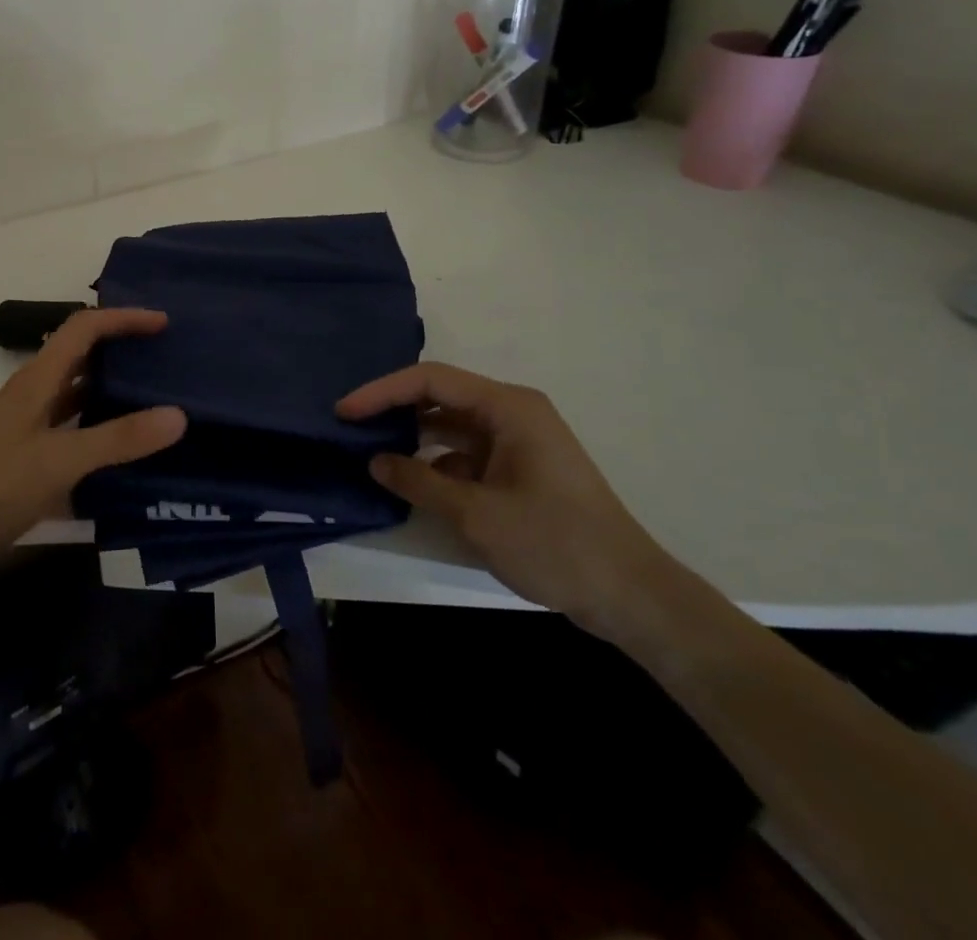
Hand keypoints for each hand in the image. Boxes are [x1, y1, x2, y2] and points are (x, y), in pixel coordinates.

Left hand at [0, 308, 185, 591]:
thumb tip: (178, 415)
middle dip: (122, 350)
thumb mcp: (60, 461)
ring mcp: (29, 426)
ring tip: (157, 400)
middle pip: (82, 356)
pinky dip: (100, 431)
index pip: (84, 328)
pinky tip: (127, 453)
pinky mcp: (28, 456)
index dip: (122, 318)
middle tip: (166, 360)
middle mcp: (34, 393)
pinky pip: (73, 430)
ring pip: (78, 394)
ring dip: (113, 391)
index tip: (163, 324)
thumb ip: (118, 439)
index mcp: (38, 379)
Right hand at [338, 362, 675, 637]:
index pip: (431, 380)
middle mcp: (512, 413)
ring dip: (413, 437)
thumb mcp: (476, 514)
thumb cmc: (555, 544)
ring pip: (451, 426)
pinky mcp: (519, 468)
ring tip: (371, 450)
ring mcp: (518, 441)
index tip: (344, 411)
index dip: (382, 392)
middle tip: (350, 427)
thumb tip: (376, 462)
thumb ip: (419, 482)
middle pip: (440, 397)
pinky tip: (412, 482)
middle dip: (394, 410)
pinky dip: (437, 463)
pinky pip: (466, 453)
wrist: (631, 596)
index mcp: (508, 407)